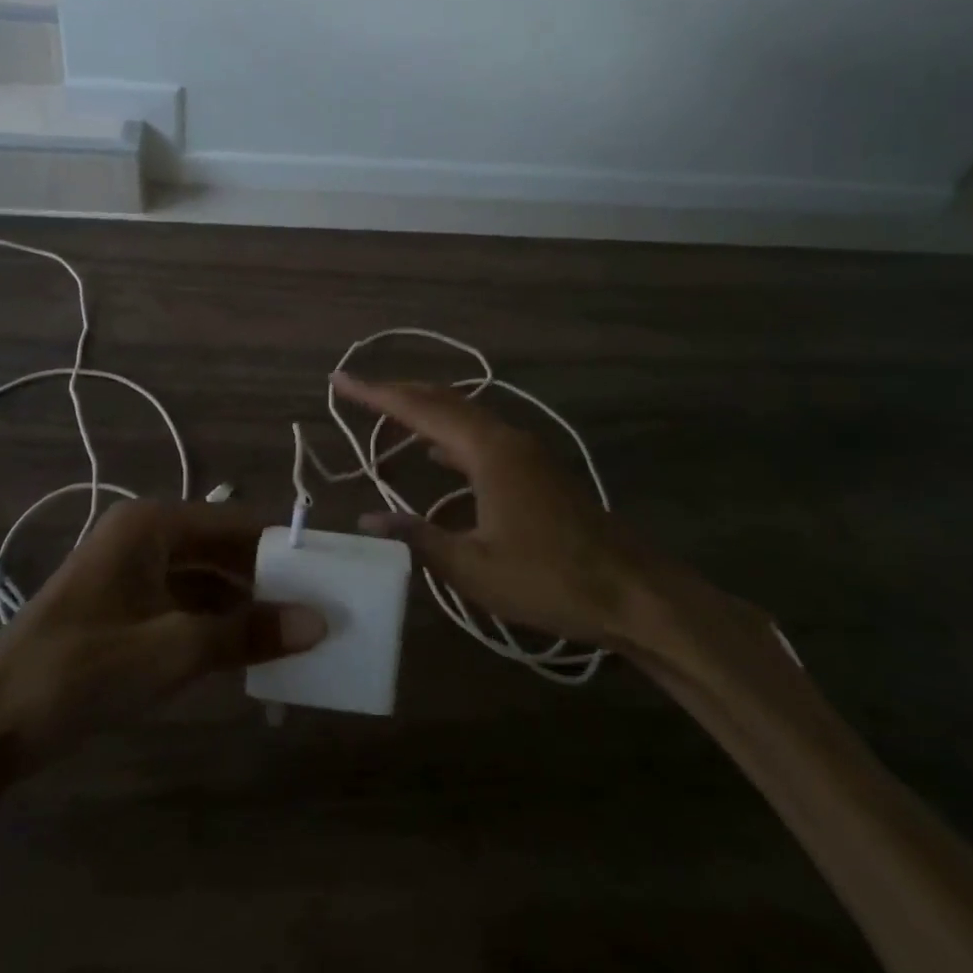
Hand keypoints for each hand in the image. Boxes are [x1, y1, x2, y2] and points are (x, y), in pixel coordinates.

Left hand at [0, 501, 326, 762]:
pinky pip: (183, 602)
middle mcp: (144, 536)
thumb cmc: (81, 671)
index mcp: (152, 525)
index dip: (284, 547)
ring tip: (292, 632)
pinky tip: (244, 651)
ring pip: (204, 577)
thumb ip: (246, 634)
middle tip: (317, 609)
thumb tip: (318, 622)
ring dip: (242, 604)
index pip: (237, 523)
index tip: (329, 573)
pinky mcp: (122, 604)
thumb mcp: (172, 651)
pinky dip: (214, 623)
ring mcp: (130, 570)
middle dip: (266, 579)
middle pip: (221, 548)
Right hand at [333, 373, 766, 671]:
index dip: (376, 394)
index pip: (419, 410)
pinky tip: (436, 455)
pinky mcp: (535, 470)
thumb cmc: (549, 579)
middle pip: (442, 401)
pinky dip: (449, 435)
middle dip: (397, 394)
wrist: (632, 591)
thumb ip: (418, 537)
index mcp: (486, 451)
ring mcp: (525, 452)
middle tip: (357, 391)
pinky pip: (480, 436)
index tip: (341, 380)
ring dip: (424, 412)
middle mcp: (505, 438)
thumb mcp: (473, 567)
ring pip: (464, 416)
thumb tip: (369, 518)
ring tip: (387, 416)